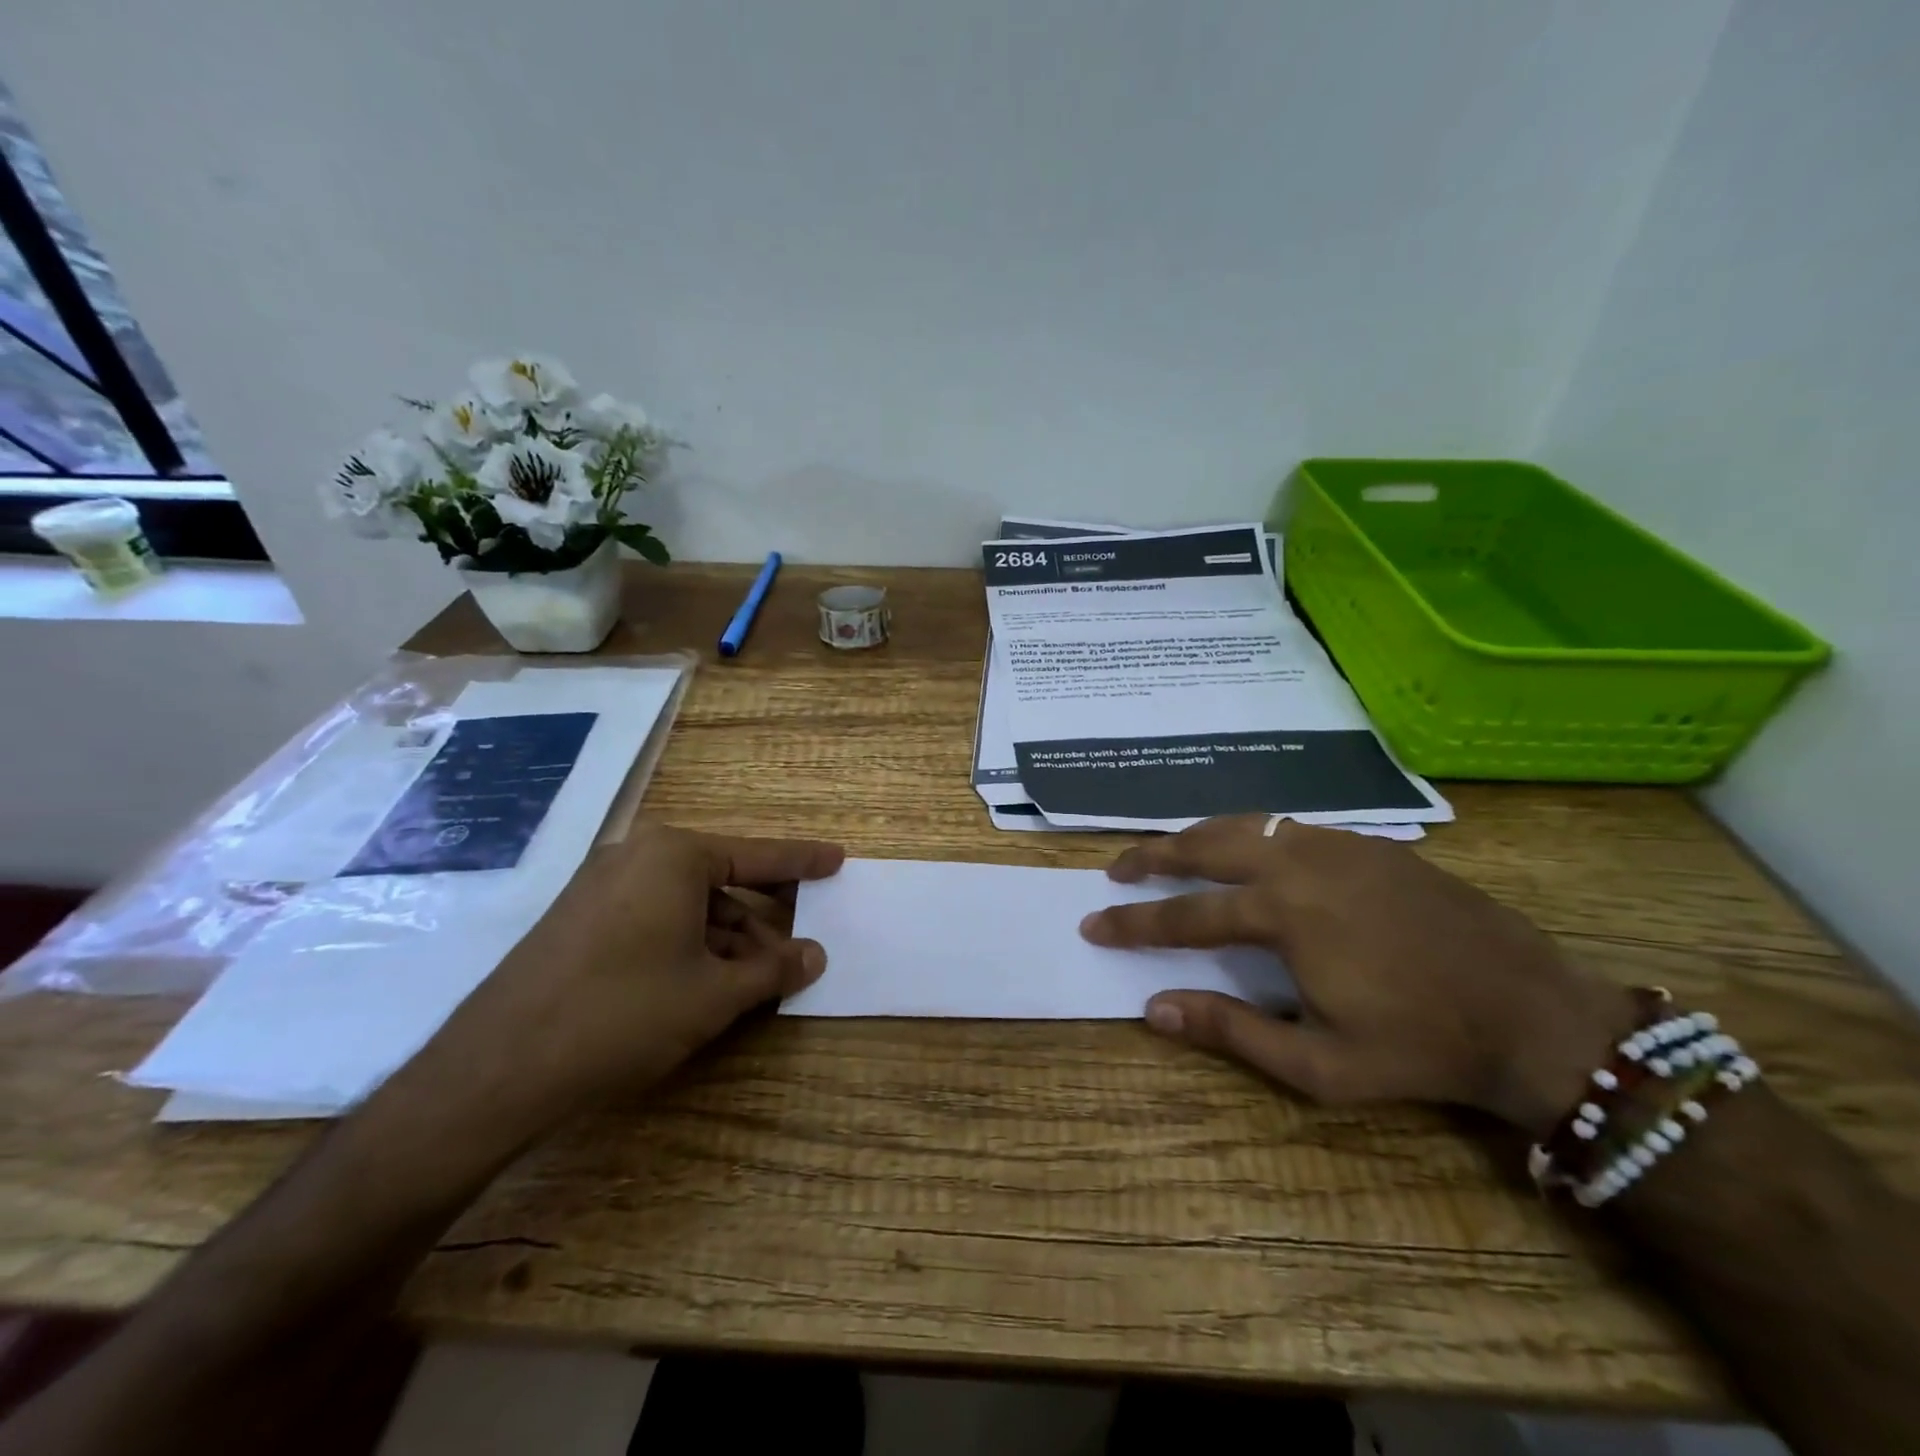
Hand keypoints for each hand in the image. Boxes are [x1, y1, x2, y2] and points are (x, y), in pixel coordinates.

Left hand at [420, 823, 843, 1124]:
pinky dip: (689, 943)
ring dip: (727, 938)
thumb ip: (772, 970)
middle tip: (799, 944)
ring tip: (757, 979)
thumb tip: (815, 955)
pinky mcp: (580, 919)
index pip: (758, 855)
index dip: (802, 862)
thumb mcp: (713, 994)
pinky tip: (707, 982)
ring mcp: (602, 886)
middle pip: (722, 879)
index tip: (837, 859)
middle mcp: (637, 856)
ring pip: (687, 903)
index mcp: (674, 855)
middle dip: (763, 916)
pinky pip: (654, 918)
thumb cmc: (624, 1014)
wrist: (497, 1069)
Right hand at [1080, 816, 1636, 1134]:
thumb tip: (1153, 1008)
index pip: (1186, 914)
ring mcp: (1335, 845)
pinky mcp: (1366, 842)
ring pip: (1245, 824)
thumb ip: (1231, 1031)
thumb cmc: (1420, 1047)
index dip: (1134, 922)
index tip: (1093, 922)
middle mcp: (1299, 865)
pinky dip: (1247, 831)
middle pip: (1205, 845)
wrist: (1530, 1012)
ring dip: (1196, 836)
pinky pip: (1287, 826)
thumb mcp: (1319, 1065)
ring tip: (1168, 850)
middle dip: (1153, 855)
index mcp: (1283, 916)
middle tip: (1117, 868)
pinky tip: (1244, 848)